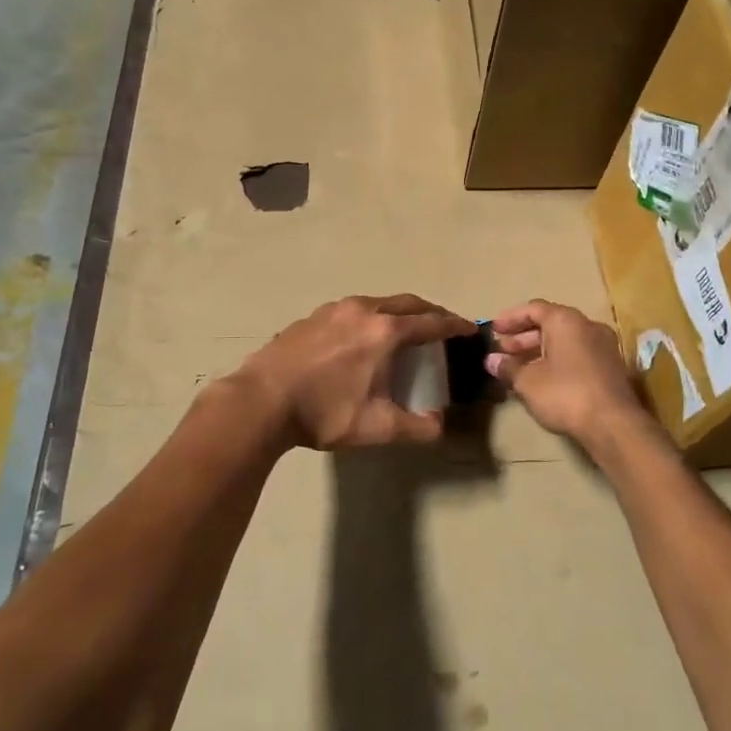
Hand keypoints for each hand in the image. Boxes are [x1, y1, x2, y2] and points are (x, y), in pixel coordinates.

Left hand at [232, 294, 476, 449]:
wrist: (261, 401)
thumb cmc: (325, 412)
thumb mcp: (378, 428)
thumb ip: (418, 427)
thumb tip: (440, 425)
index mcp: (385, 332)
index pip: (431, 322)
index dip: (454, 325)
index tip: (469, 329)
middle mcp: (363, 310)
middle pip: (407, 303)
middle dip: (429, 312)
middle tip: (441, 326)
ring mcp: (333, 310)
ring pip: (376, 302)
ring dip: (397, 312)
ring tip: (402, 330)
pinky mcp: (310, 317)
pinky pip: (350, 310)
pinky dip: (368, 318)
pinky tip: (359, 338)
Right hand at [484, 301, 649, 445]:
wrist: (613, 424)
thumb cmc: (565, 393)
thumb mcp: (528, 381)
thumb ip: (508, 367)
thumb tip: (491, 360)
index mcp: (566, 321)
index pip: (534, 308)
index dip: (511, 318)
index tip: (494, 329)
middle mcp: (587, 326)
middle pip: (550, 324)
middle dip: (523, 337)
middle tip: (503, 350)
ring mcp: (603, 346)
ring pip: (565, 341)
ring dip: (539, 350)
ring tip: (518, 367)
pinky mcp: (611, 367)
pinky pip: (578, 354)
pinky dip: (557, 360)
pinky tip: (542, 379)